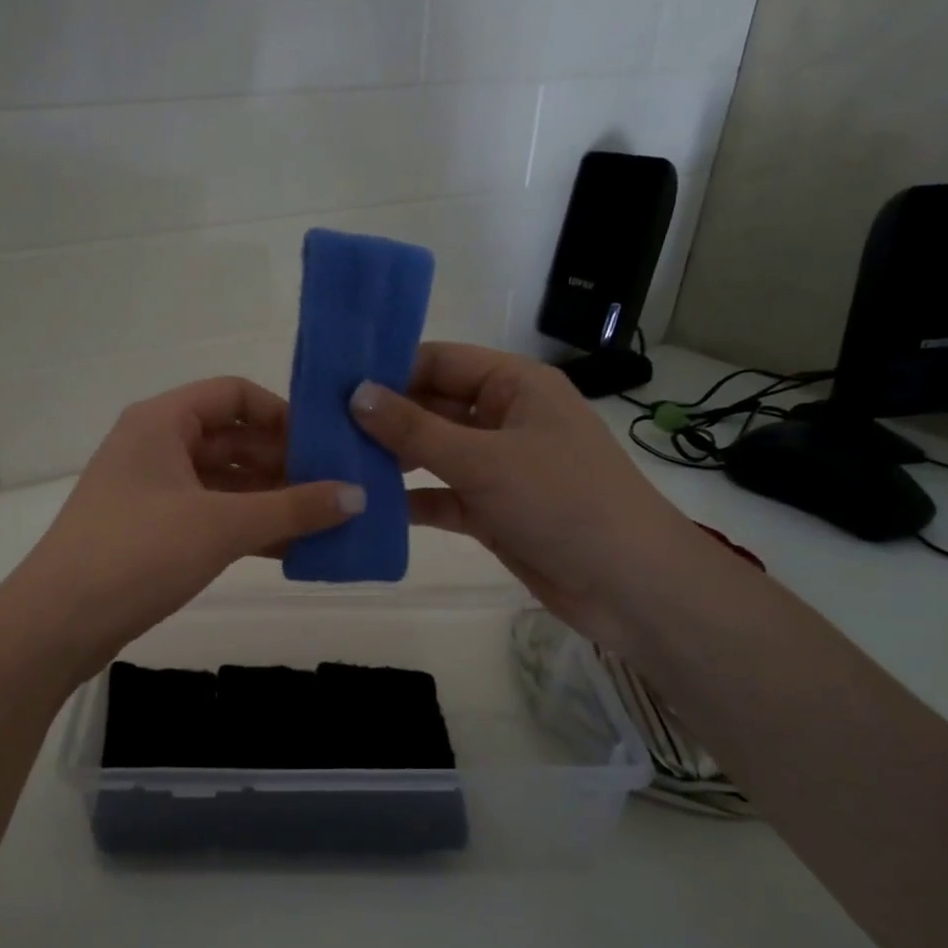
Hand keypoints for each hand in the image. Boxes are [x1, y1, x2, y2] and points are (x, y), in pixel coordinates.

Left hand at [0, 376, 362, 676]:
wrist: (57, 623)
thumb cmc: (138, 553)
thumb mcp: (222, 526)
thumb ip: (293, 509)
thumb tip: (359, 496)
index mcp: (162, 421)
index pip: (234, 394)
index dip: (283, 413)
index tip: (326, 444)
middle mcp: (154, 446)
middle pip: (231, 439)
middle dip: (283, 462)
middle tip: (337, 487)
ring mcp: (149, 490)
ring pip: (222, 482)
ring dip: (269, 500)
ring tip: (324, 520)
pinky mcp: (149, 531)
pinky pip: (208, 515)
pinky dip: (245, 527)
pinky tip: (288, 549)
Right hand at [349, 343, 704, 646]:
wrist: (628, 585)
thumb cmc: (563, 501)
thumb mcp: (484, 459)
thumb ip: (415, 429)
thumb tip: (355, 393)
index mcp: (515, 386)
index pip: (441, 362)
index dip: (390, 368)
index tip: (332, 383)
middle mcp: (504, 419)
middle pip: (432, 407)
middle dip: (383, 418)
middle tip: (320, 427)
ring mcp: (497, 467)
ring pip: (433, 454)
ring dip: (391, 460)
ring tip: (333, 464)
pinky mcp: (491, 510)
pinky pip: (440, 496)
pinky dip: (410, 501)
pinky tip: (365, 507)